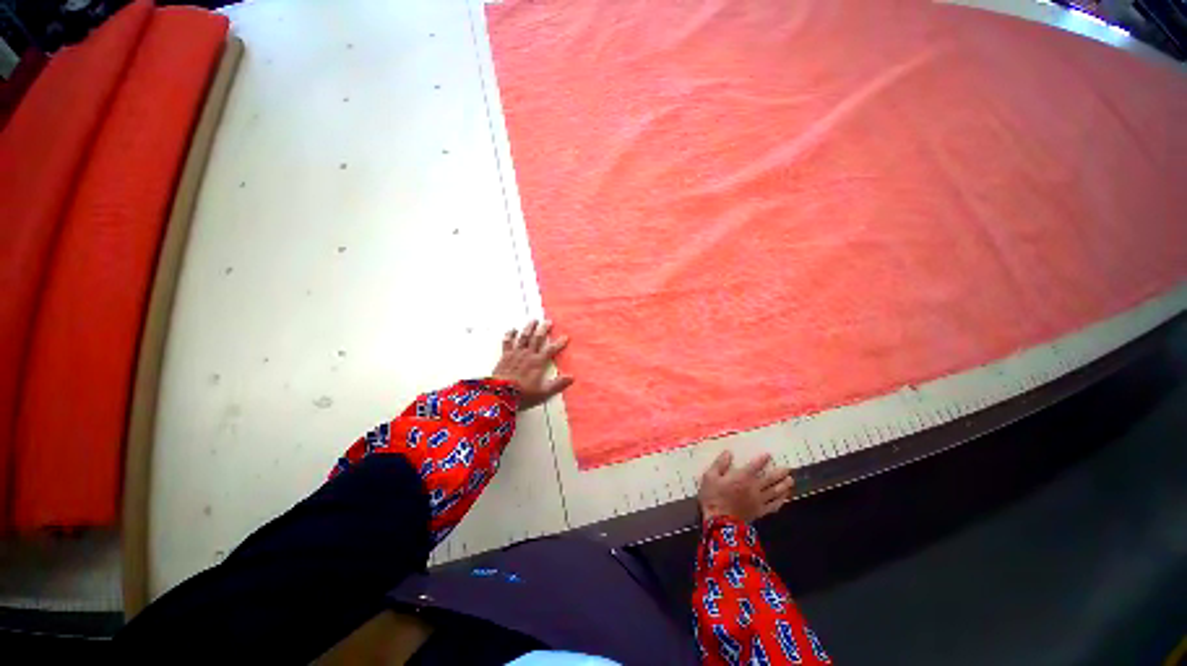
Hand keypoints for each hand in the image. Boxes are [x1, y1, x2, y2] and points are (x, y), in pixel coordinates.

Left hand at [492, 320, 574, 410]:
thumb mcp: (543, 392)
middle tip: (548, 321)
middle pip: (537, 338)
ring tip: (533, 320)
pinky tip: (512, 330)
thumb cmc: (523, 394)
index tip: (566, 337)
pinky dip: (510, 335)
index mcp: (538, 362)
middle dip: (543, 329)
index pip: (551, 349)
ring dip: (529, 328)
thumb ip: (558, 384)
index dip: (559, 343)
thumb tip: (572, 377)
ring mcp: (515, 354)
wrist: (499, 395)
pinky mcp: (505, 356)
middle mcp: (528, 354)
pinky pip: (507, 342)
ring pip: (523, 337)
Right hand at [697, 451, 793, 523]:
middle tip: (788, 468)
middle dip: (779, 473)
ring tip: (791, 480)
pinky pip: (774, 506)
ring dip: (784, 485)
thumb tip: (728, 452)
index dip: (762, 460)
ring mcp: (759, 501)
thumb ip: (720, 464)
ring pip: (775, 492)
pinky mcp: (760, 512)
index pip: (755, 466)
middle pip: (770, 479)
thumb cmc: (713, 496)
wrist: (719, 522)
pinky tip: (785, 498)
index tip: (769, 455)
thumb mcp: (710, 476)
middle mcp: (754, 487)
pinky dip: (781, 501)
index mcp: (741, 477)